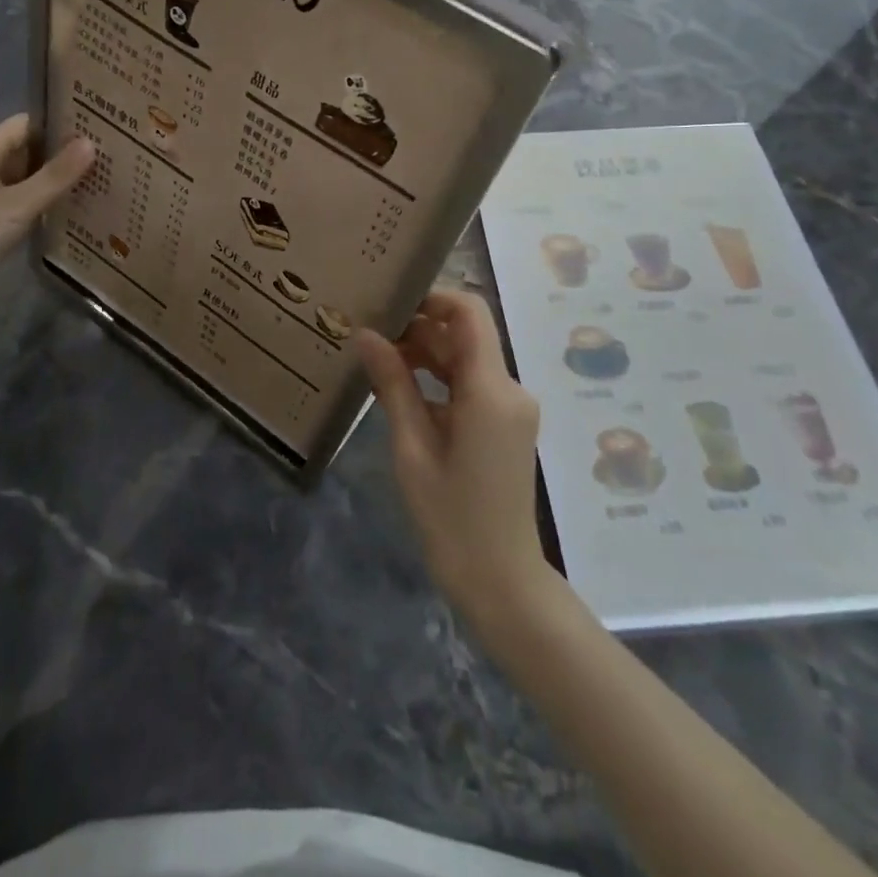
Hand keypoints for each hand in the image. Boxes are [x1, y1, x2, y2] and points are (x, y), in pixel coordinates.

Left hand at [0, 115, 93, 307]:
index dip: (57, 123)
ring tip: (95, 181)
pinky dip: (39, 201)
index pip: (24, 124)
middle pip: (24, 150)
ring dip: (52, 179)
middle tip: (105, 156)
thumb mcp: (16, 206)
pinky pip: (16, 201)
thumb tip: (91, 143)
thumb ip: (54, 177)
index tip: (94, 128)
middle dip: (60, 153)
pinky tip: (65, 211)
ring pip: (22, 178)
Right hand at [359, 290, 555, 633]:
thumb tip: (366, 334)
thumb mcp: (412, 448)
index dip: (432, 296)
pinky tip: (400, 387)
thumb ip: (392, 385)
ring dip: (426, 352)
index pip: (469, 312)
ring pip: (466, 357)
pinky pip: (471, 383)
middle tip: (370, 331)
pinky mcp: (505, 423)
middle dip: (419, 326)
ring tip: (377, 356)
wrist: (500, 580)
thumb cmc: (451, 518)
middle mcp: (509, 389)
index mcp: (491, 390)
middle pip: (465, 334)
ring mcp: (511, 407)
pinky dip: (438, 378)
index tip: (389, 301)